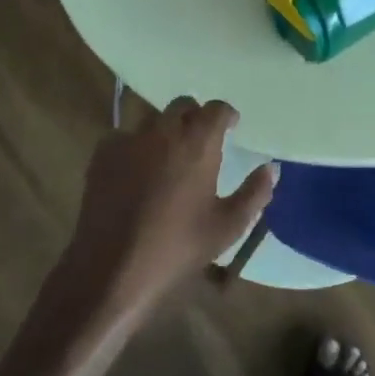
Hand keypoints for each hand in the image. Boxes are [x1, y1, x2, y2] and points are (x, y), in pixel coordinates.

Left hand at [60, 97, 275, 323]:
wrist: (111, 269)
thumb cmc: (177, 248)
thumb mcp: (227, 227)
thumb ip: (254, 193)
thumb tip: (271, 169)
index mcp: (198, 143)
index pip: (216, 109)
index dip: (226, 115)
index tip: (231, 127)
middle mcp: (163, 131)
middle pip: (183, 106)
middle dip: (195, 117)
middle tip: (200, 142)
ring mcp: (129, 140)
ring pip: (152, 120)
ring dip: (165, 131)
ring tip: (168, 158)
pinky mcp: (102, 154)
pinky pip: (124, 137)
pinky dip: (135, 147)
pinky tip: (136, 172)